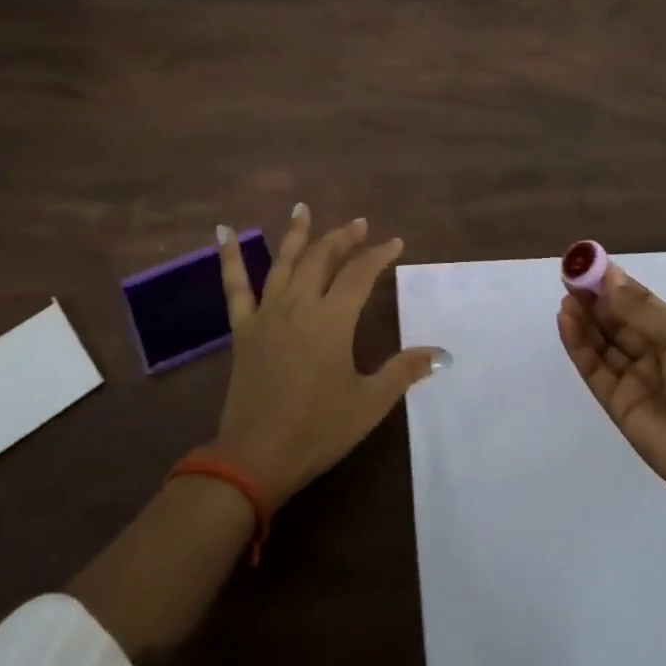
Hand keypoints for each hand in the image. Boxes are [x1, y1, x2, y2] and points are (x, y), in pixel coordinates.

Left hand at [213, 206, 447, 504]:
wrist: (255, 457)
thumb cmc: (318, 429)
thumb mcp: (369, 403)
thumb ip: (403, 371)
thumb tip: (441, 354)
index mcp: (332, 320)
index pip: (360, 274)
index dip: (379, 255)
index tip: (395, 243)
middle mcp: (299, 305)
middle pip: (322, 258)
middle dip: (343, 237)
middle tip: (358, 224)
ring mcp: (267, 314)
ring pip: (284, 262)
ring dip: (297, 233)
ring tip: (303, 208)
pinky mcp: (243, 328)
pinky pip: (235, 286)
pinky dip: (229, 256)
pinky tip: (224, 231)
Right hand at [558, 263, 665, 505]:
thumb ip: (639, 310)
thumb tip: (608, 277)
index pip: (639, 304)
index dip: (615, 284)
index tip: (589, 262)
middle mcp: (653, 355)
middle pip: (617, 322)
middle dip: (595, 299)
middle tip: (570, 275)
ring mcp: (632, 379)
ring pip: (602, 343)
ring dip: (584, 319)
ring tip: (566, 295)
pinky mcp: (614, 401)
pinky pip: (593, 367)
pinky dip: (578, 344)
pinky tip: (566, 320)